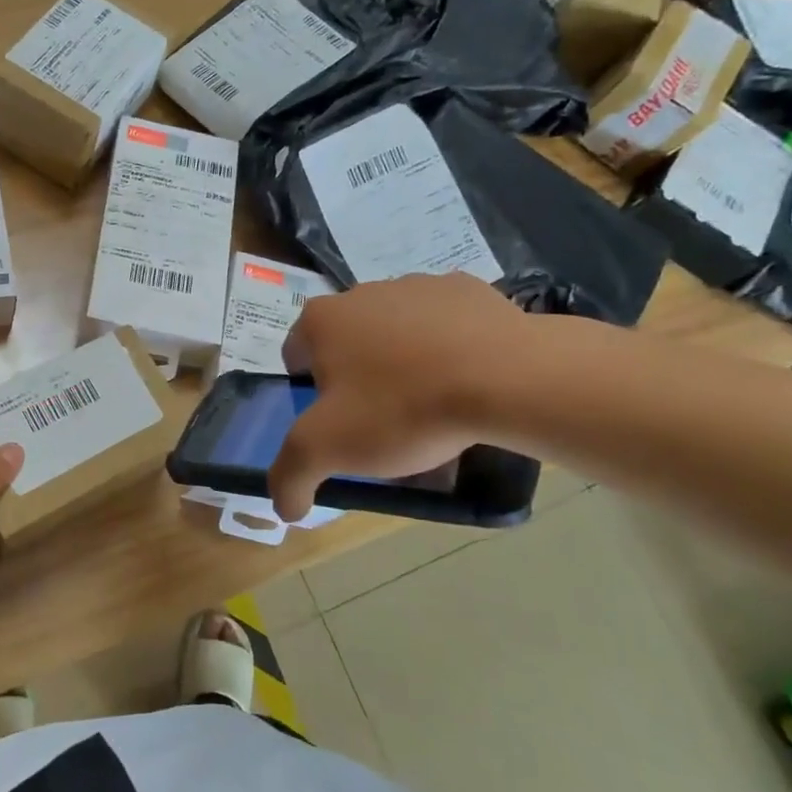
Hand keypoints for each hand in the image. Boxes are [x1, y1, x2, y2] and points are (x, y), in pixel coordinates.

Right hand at [269, 274, 532, 521]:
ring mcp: (417, 284)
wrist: (507, 378)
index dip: (312, 396)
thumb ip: (290, 477)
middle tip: (384, 423)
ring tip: (432, 406)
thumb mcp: (328, 450)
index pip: (296, 358)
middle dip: (358, 381)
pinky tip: (466, 381)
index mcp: (321, 319)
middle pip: (347, 346)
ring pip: (395, 334)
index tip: (340, 425)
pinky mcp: (467, 289)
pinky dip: (447, 349)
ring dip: (402, 363)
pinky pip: (444, 325)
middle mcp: (361, 292)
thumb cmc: (402, 408)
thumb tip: (283, 506)